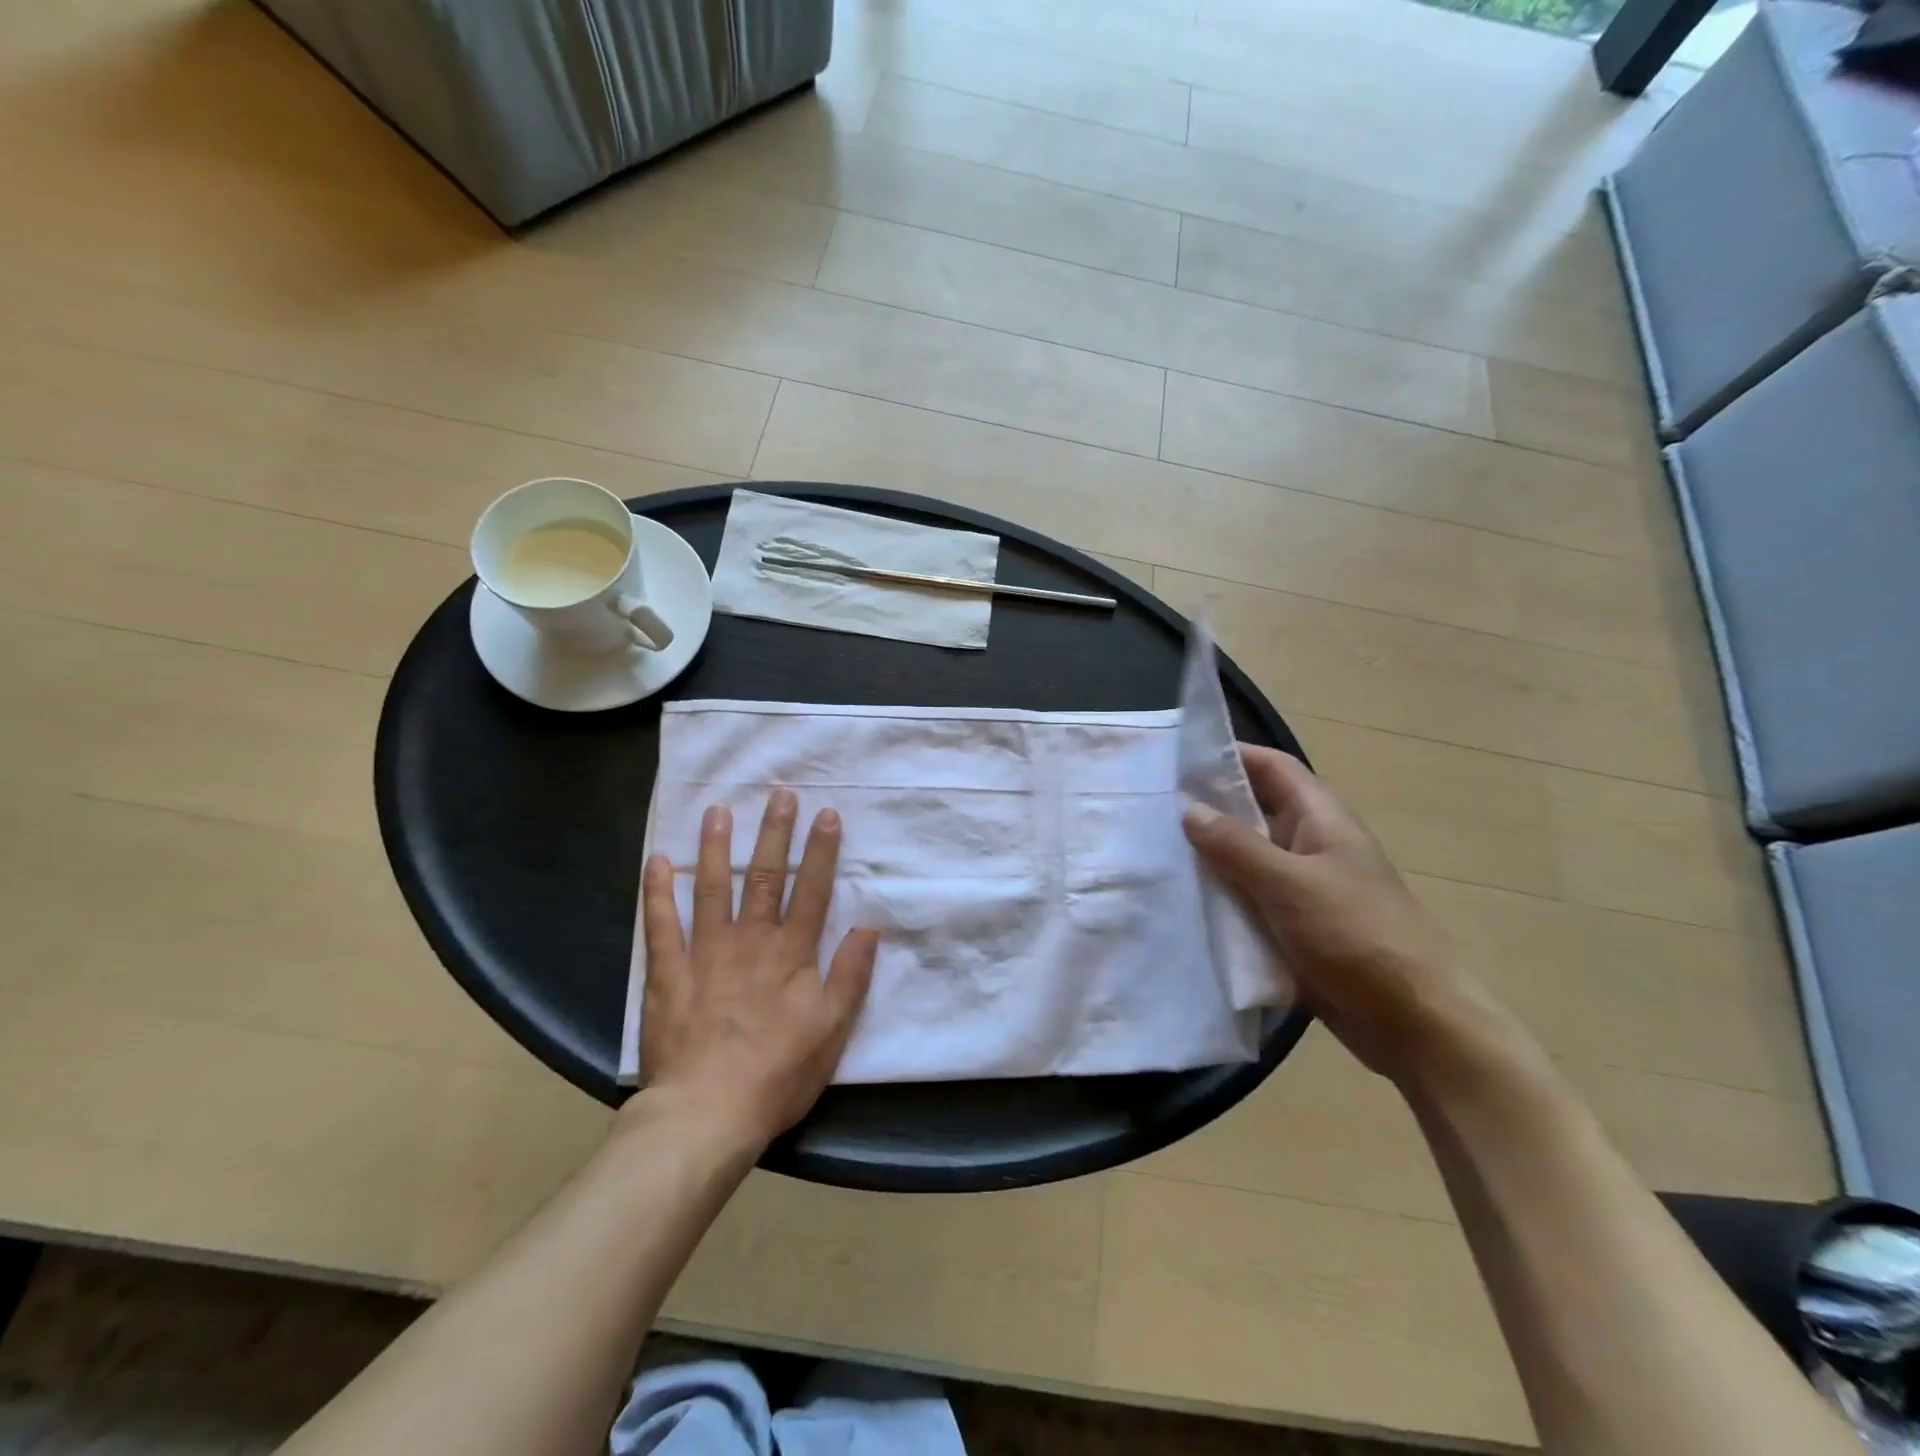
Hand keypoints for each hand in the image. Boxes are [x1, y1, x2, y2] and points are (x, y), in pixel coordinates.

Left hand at [637, 790, 877, 1150]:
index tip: (826, 814)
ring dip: (717, 848)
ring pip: (712, 889)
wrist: (707, 1113)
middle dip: (774, 833)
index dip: (821, 851)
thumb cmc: (778, 1073)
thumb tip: (870, 926)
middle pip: (765, 878)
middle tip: (779, 794)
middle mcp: (750, 941)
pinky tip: (657, 861)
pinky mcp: (667, 973)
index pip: (812, 891)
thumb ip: (851, 975)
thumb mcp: (833, 1029)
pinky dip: (657, 893)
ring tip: (719, 811)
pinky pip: (660, 926)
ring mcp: (705, 953)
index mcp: (791, 954)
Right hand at [1182, 745, 1511, 1082]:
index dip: (1228, 755)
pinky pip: (1247, 899)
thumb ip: (1236, 846)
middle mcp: (1309, 844)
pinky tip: (1178, 902)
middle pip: (1252, 811)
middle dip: (1206, 808)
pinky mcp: (1292, 925)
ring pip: (1245, 858)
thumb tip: (1189, 809)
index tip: (1175, 759)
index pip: (1270, 767)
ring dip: (1207, 857)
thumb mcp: (1290, 884)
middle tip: (1149, 808)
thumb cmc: (1357, 936)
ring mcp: (1301, 887)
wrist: (1413, 1021)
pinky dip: (1218, 897)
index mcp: (1320, 818)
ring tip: (1151, 851)